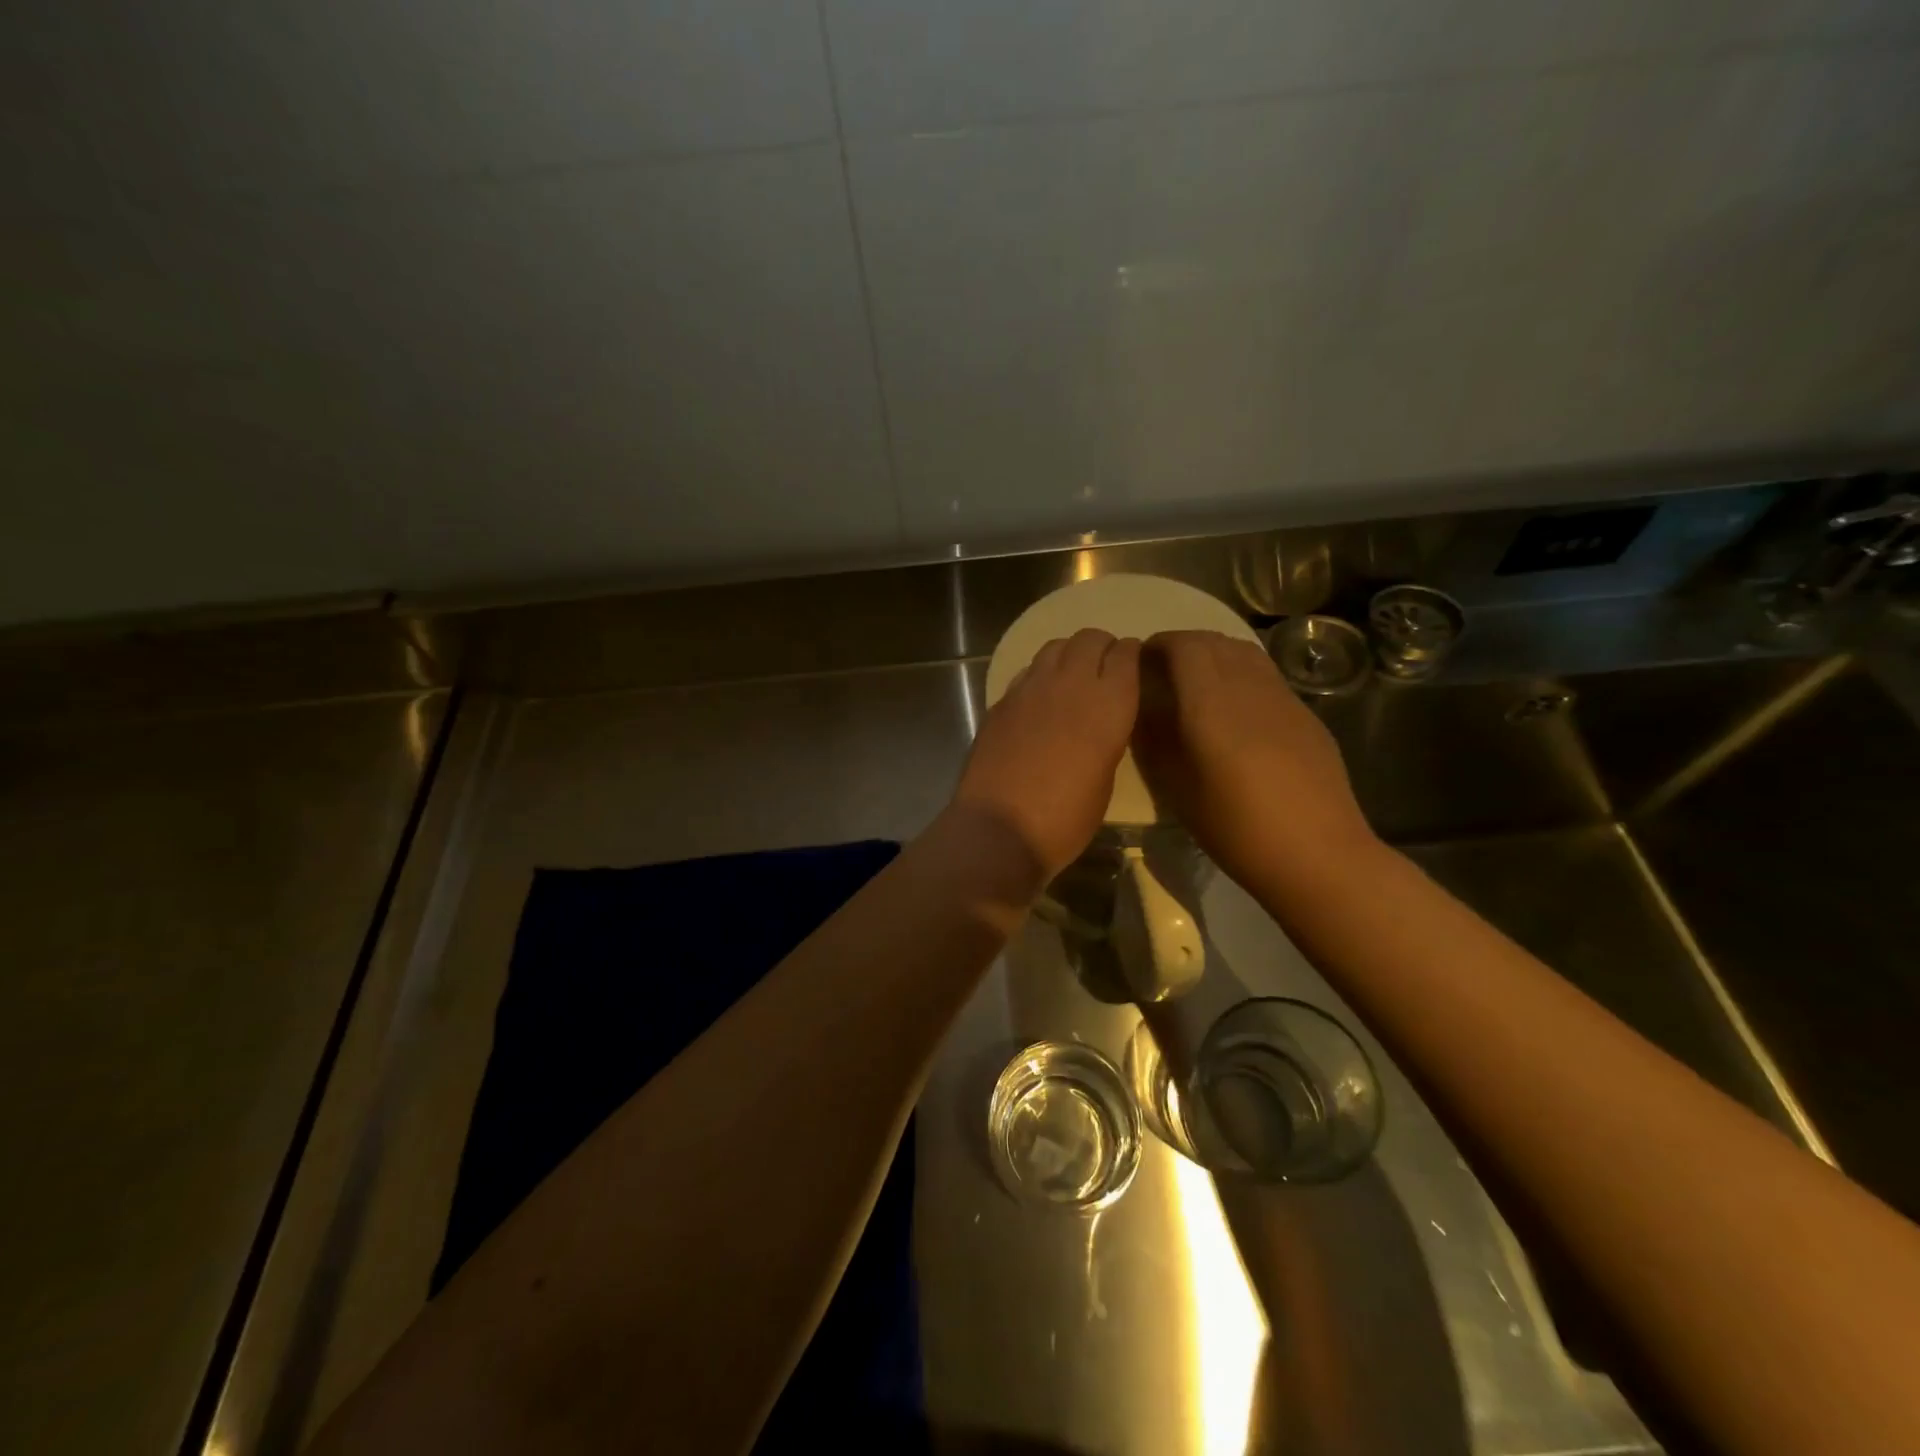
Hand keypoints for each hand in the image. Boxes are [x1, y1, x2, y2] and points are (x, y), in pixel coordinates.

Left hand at [953, 629, 1141, 881]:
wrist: (1000, 828)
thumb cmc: (1066, 818)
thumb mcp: (1105, 779)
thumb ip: (1106, 737)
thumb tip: (1098, 722)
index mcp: (1109, 704)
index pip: (1126, 654)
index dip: (1131, 654)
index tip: (1132, 664)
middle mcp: (1071, 684)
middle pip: (1090, 638)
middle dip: (1101, 646)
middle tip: (1103, 667)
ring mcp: (1030, 688)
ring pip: (1055, 647)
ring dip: (1069, 654)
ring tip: (1071, 677)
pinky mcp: (1002, 700)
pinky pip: (1027, 672)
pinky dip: (1040, 675)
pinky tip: (1040, 699)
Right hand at [1132, 630, 1377, 893]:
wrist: (1317, 854)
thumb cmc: (1236, 828)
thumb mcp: (1176, 788)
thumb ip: (1154, 740)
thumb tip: (1142, 708)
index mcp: (1212, 704)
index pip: (1184, 646)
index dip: (1159, 644)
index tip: (1140, 662)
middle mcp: (1249, 687)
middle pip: (1214, 641)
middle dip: (1183, 646)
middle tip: (1161, 672)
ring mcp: (1283, 697)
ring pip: (1244, 652)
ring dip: (1213, 654)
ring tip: (1195, 683)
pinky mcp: (1305, 714)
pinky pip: (1265, 674)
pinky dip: (1239, 672)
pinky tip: (1233, 708)